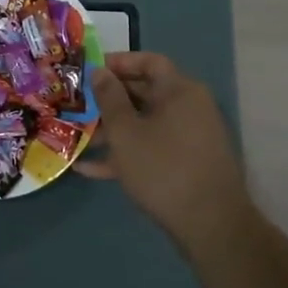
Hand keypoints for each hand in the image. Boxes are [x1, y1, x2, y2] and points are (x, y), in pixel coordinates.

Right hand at [78, 52, 256, 250]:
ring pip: (144, 124)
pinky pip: (151, 149)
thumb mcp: (126, 132)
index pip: (149, 62)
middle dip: (108, 99)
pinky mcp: (185, 165)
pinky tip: (89, 168)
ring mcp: (189, 138)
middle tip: (77, 104)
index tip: (89, 71)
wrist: (211, 226)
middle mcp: (188, 108)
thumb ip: (109, 98)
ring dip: (112, 129)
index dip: (118, 62)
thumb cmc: (163, 168)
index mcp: (179, 91)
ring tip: (78, 137)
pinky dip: (124, 154)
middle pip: (144, 93)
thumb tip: (100, 72)